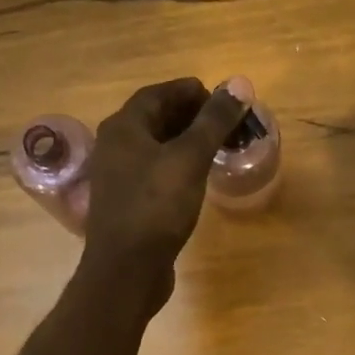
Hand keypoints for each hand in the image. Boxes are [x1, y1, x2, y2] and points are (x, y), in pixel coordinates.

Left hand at [83, 76, 247, 306]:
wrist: (126, 270)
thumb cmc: (156, 208)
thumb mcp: (190, 159)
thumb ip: (213, 121)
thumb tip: (239, 84)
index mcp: (124, 127)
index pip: (159, 94)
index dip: (192, 92)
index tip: (224, 100)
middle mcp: (114, 146)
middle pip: (155, 119)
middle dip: (192, 117)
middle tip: (226, 124)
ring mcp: (118, 177)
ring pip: (155, 148)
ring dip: (185, 143)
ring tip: (217, 148)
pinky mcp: (127, 204)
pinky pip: (154, 173)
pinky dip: (177, 167)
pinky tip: (196, 179)